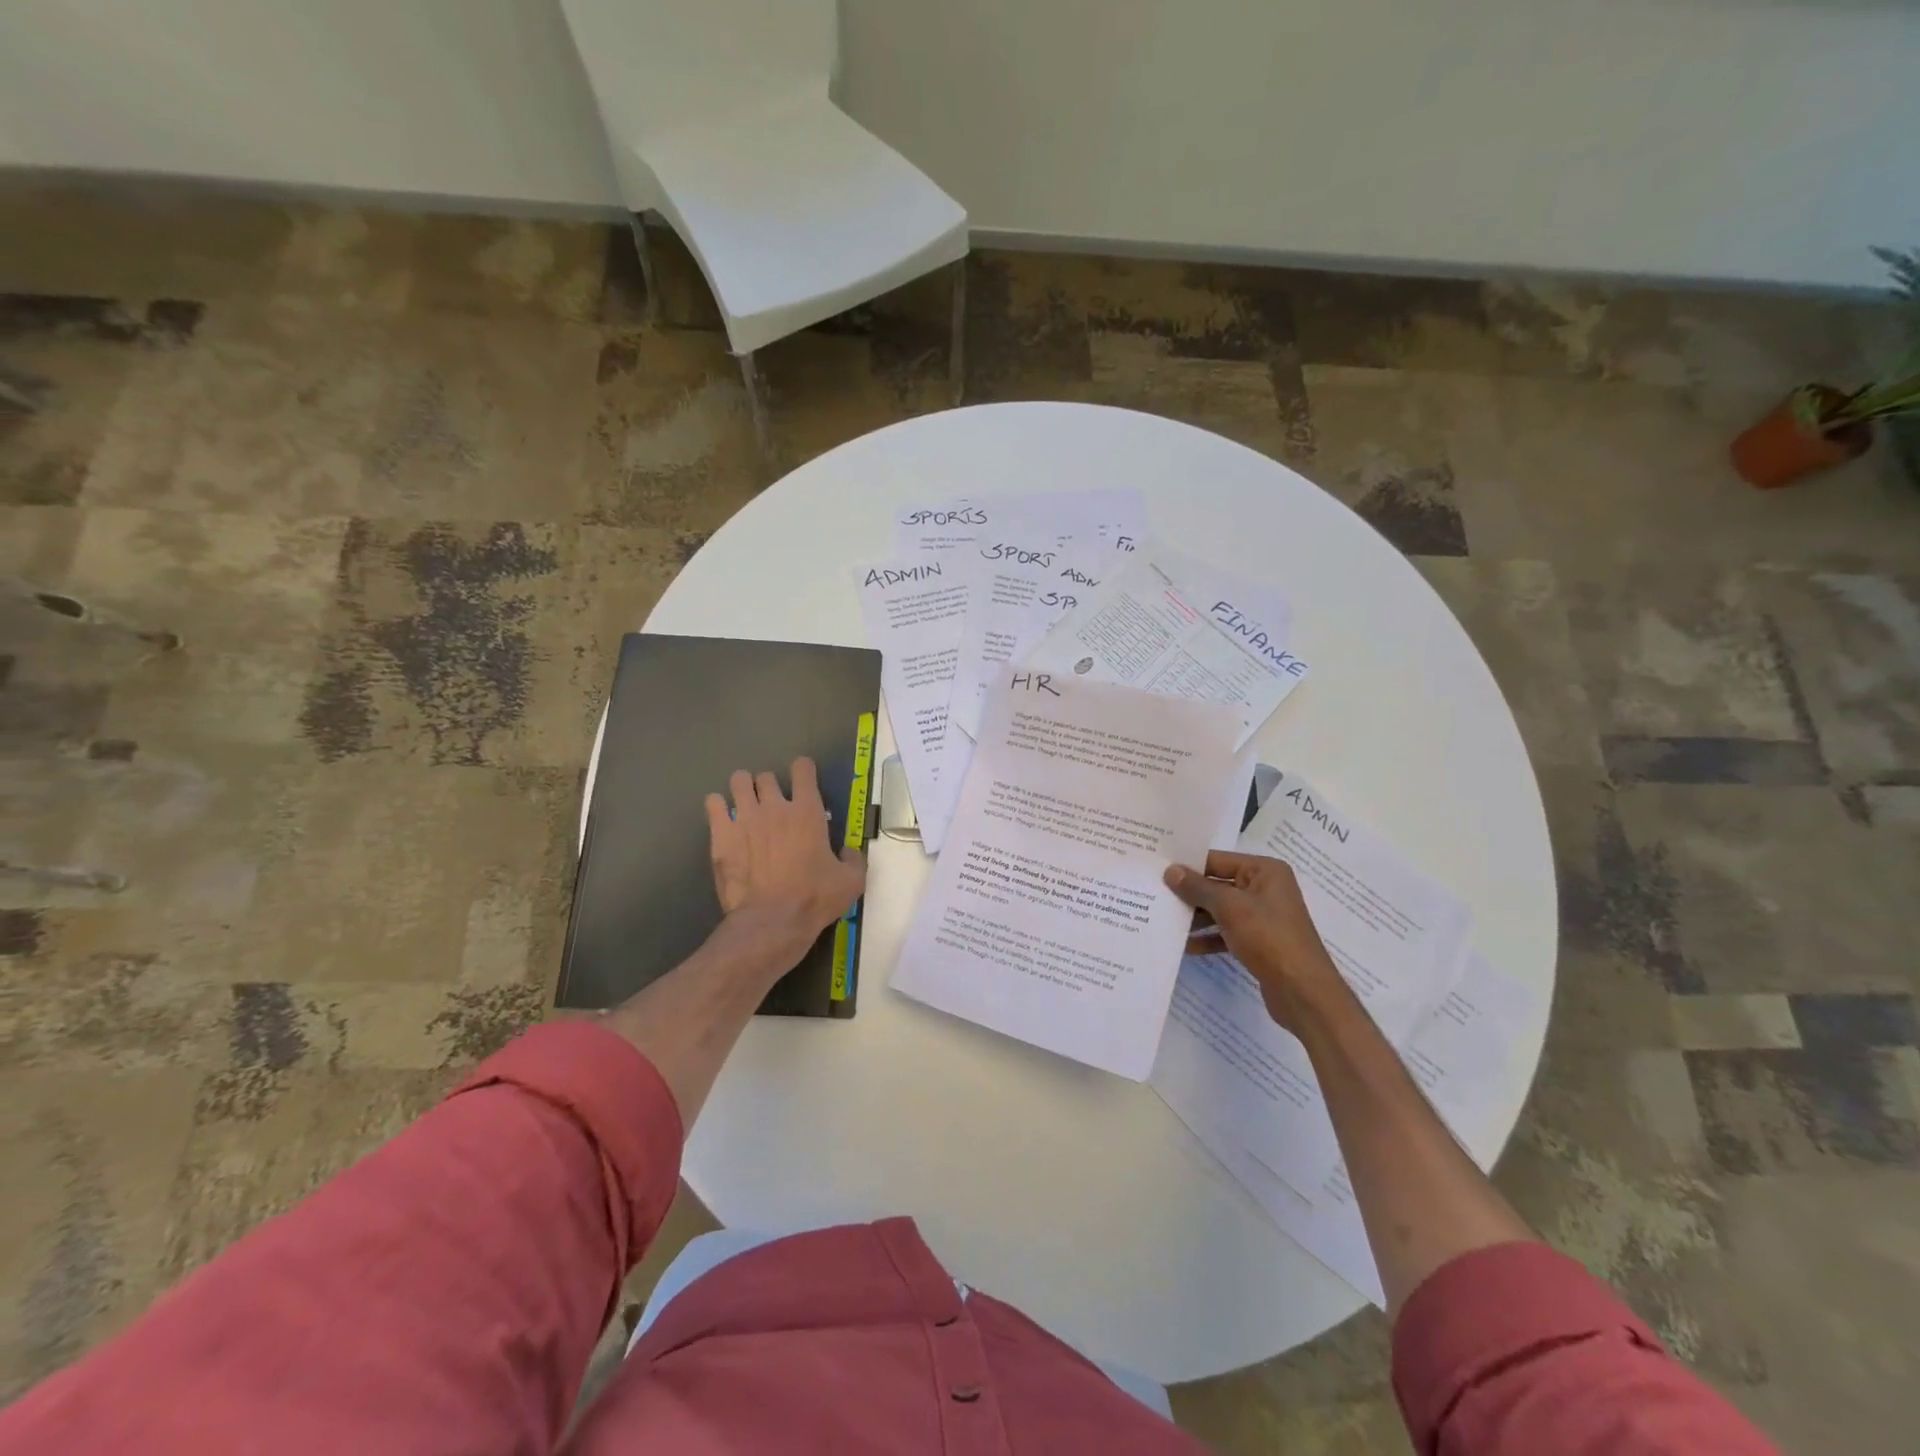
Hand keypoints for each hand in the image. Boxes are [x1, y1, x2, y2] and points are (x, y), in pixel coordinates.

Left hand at [706, 757, 866, 961]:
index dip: (803, 770)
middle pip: (767, 776)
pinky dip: (718, 806)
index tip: (803, 781)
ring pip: (738, 781)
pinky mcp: (721, 834)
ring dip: (743, 789)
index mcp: (807, 811)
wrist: (771, 921)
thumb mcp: (851, 881)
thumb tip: (848, 850)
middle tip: (772, 805)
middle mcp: (775, 806)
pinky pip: (713, 803)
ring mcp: (745, 817)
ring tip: (746, 805)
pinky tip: (723, 819)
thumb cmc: (814, 899)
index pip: (803, 769)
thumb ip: (854, 859)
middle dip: (770, 787)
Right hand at [1164, 851, 1347, 1033]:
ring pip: (1219, 910)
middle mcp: (1265, 888)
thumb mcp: (1229, 907)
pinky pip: (1226, 932)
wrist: (1304, 992)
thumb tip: (1170, 870)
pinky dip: (1207, 937)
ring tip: (1162, 919)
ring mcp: (1262, 916)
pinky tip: (1184, 946)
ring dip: (1194, 917)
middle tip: (1153, 894)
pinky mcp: (1258, 941)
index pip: (1217, 860)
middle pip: (1217, 885)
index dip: (1188, 865)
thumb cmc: (1269, 938)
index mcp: (1264, 871)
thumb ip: (1197, 888)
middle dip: (1188, 893)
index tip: (1156, 869)